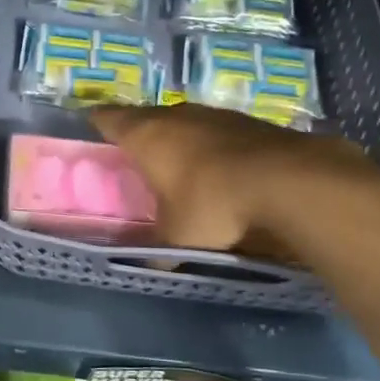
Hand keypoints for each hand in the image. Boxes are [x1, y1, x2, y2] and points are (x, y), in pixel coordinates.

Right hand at [91, 103, 374, 253]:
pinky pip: (220, 131)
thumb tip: (150, 266)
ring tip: (179, 162)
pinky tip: (222, 168)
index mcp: (147, 135)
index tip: (90, 129)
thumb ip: (158, 250)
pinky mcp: (251, 121)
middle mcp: (177, 114)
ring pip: (186, 121)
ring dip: (180, 138)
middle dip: (140, 133)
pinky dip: (214, 146)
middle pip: (147, 117)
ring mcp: (217, 114)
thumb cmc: (212, 204)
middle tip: (134, 155)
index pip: (109, 118)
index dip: (97, 122)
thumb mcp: (177, 237)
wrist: (289, 181)